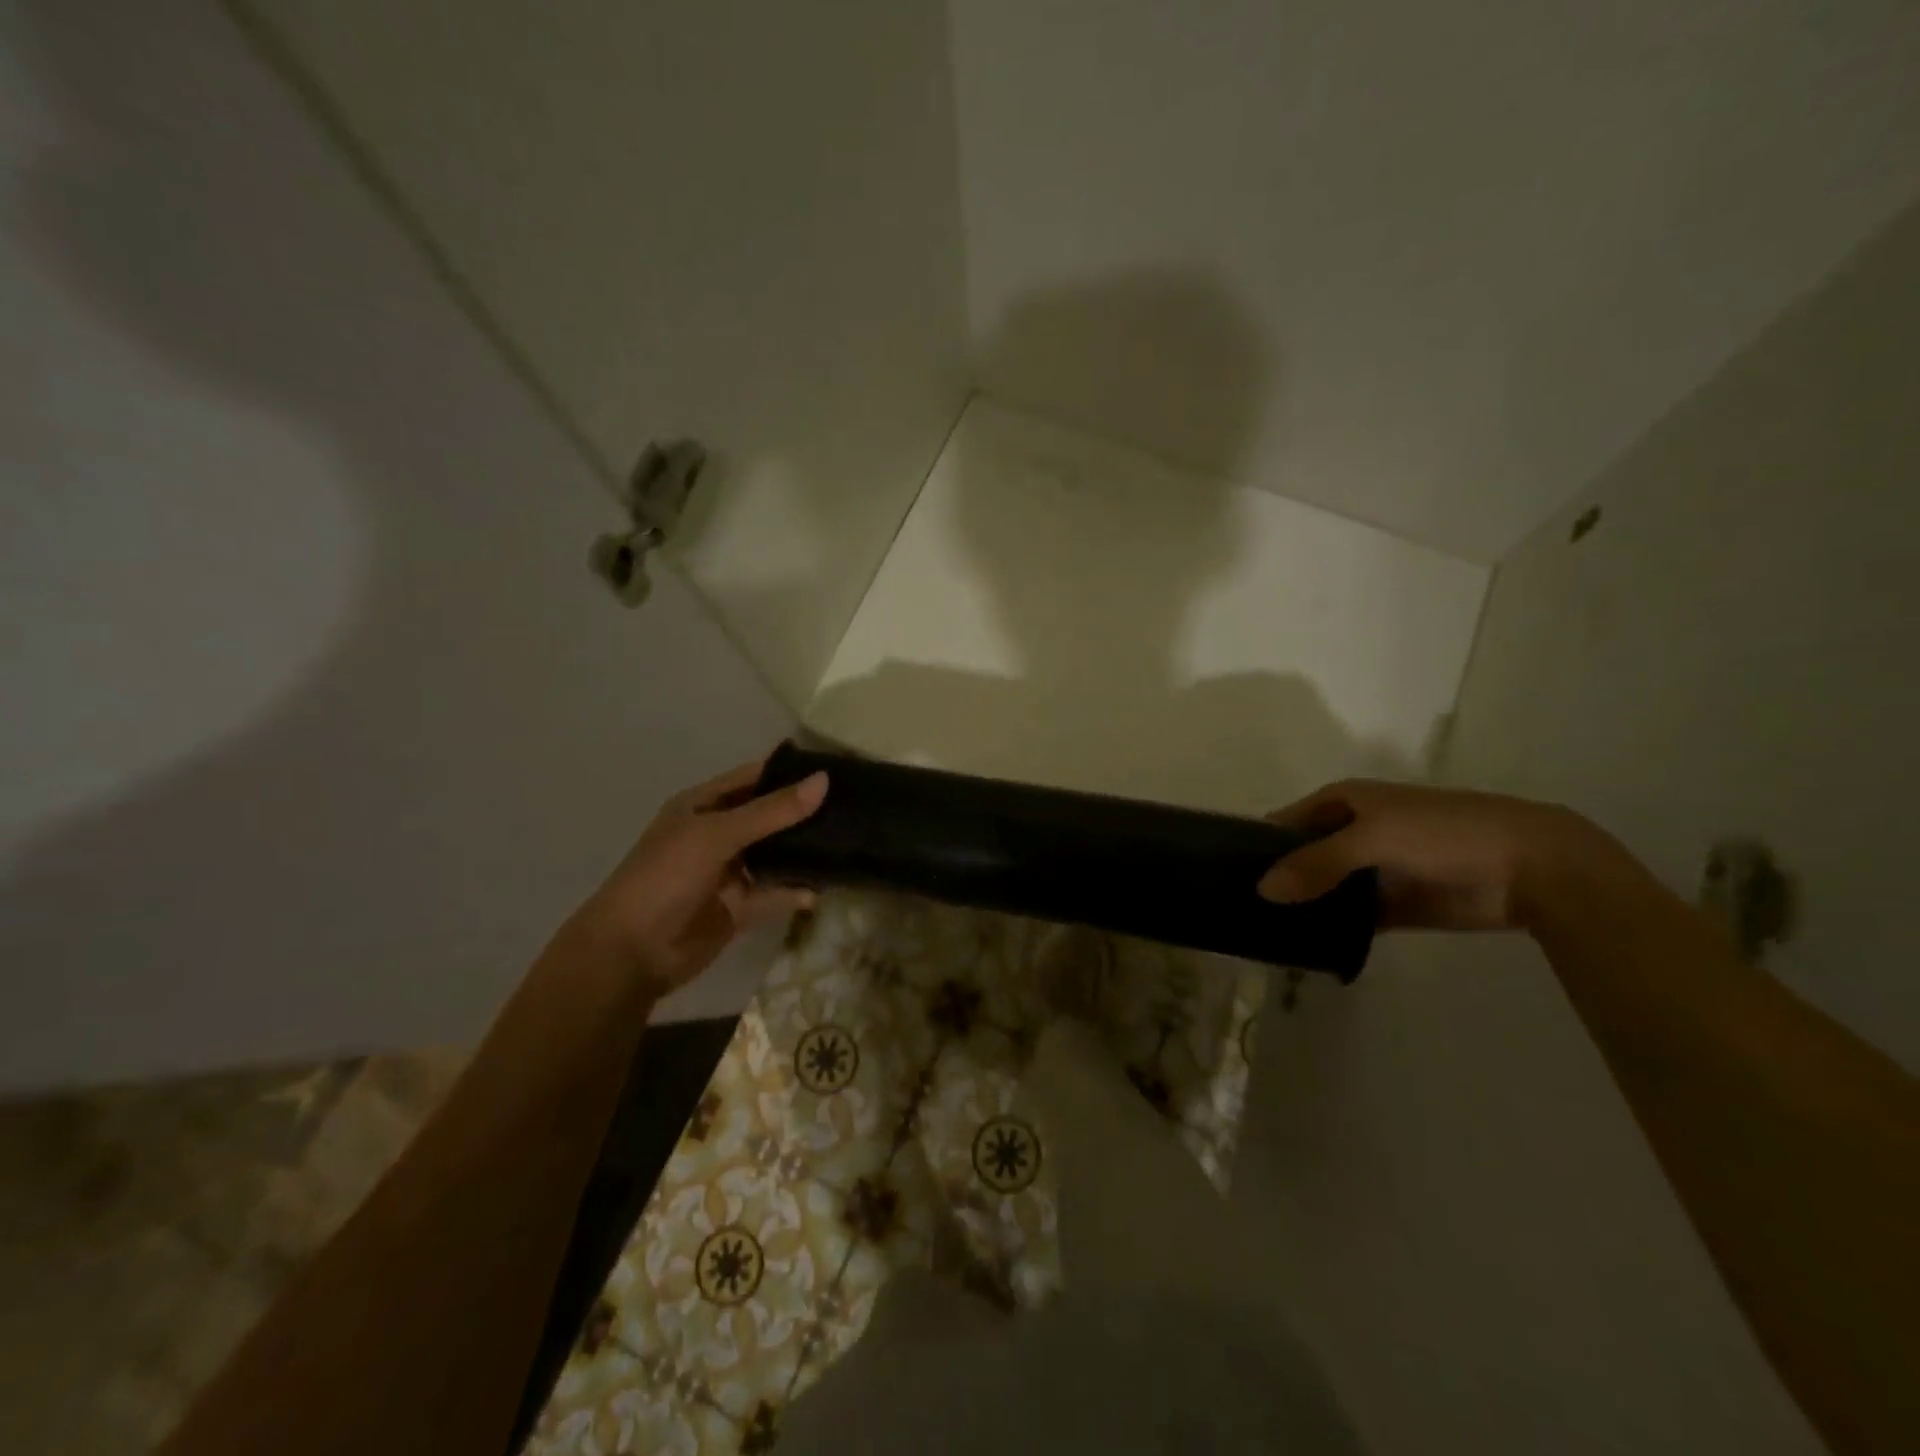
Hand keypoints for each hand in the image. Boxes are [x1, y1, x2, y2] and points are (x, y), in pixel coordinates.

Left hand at [569, 757, 827, 997]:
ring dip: (801, 853)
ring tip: (846, 842)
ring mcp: (726, 874)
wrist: (632, 952)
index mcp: (701, 807)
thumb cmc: (666, 877)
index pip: (751, 779)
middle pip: (766, 818)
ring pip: (772, 856)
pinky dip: (793, 893)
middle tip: (851, 807)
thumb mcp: (717, 834)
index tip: (834, 769)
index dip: (787, 772)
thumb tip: (824, 780)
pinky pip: (771, 895)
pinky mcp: (736, 908)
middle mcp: (715, 835)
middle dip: (802, 814)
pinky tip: (819, 889)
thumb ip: (772, 811)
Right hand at [1258, 778, 1605, 931]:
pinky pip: (1353, 916)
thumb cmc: (1443, 833)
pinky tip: (1304, 944)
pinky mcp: (1396, 905)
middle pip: (1304, 855)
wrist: (1532, 867)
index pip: (1288, 819)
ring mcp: (1376, 869)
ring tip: (1262, 929)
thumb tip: (1262, 888)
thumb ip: (1315, 862)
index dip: (1260, 840)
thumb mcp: (1372, 837)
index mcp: (1346, 801)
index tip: (1225, 866)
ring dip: (1304, 905)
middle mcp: (1355, 832)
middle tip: (1238, 905)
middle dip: (1278, 876)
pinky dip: (1333, 928)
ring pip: (1326, 887)